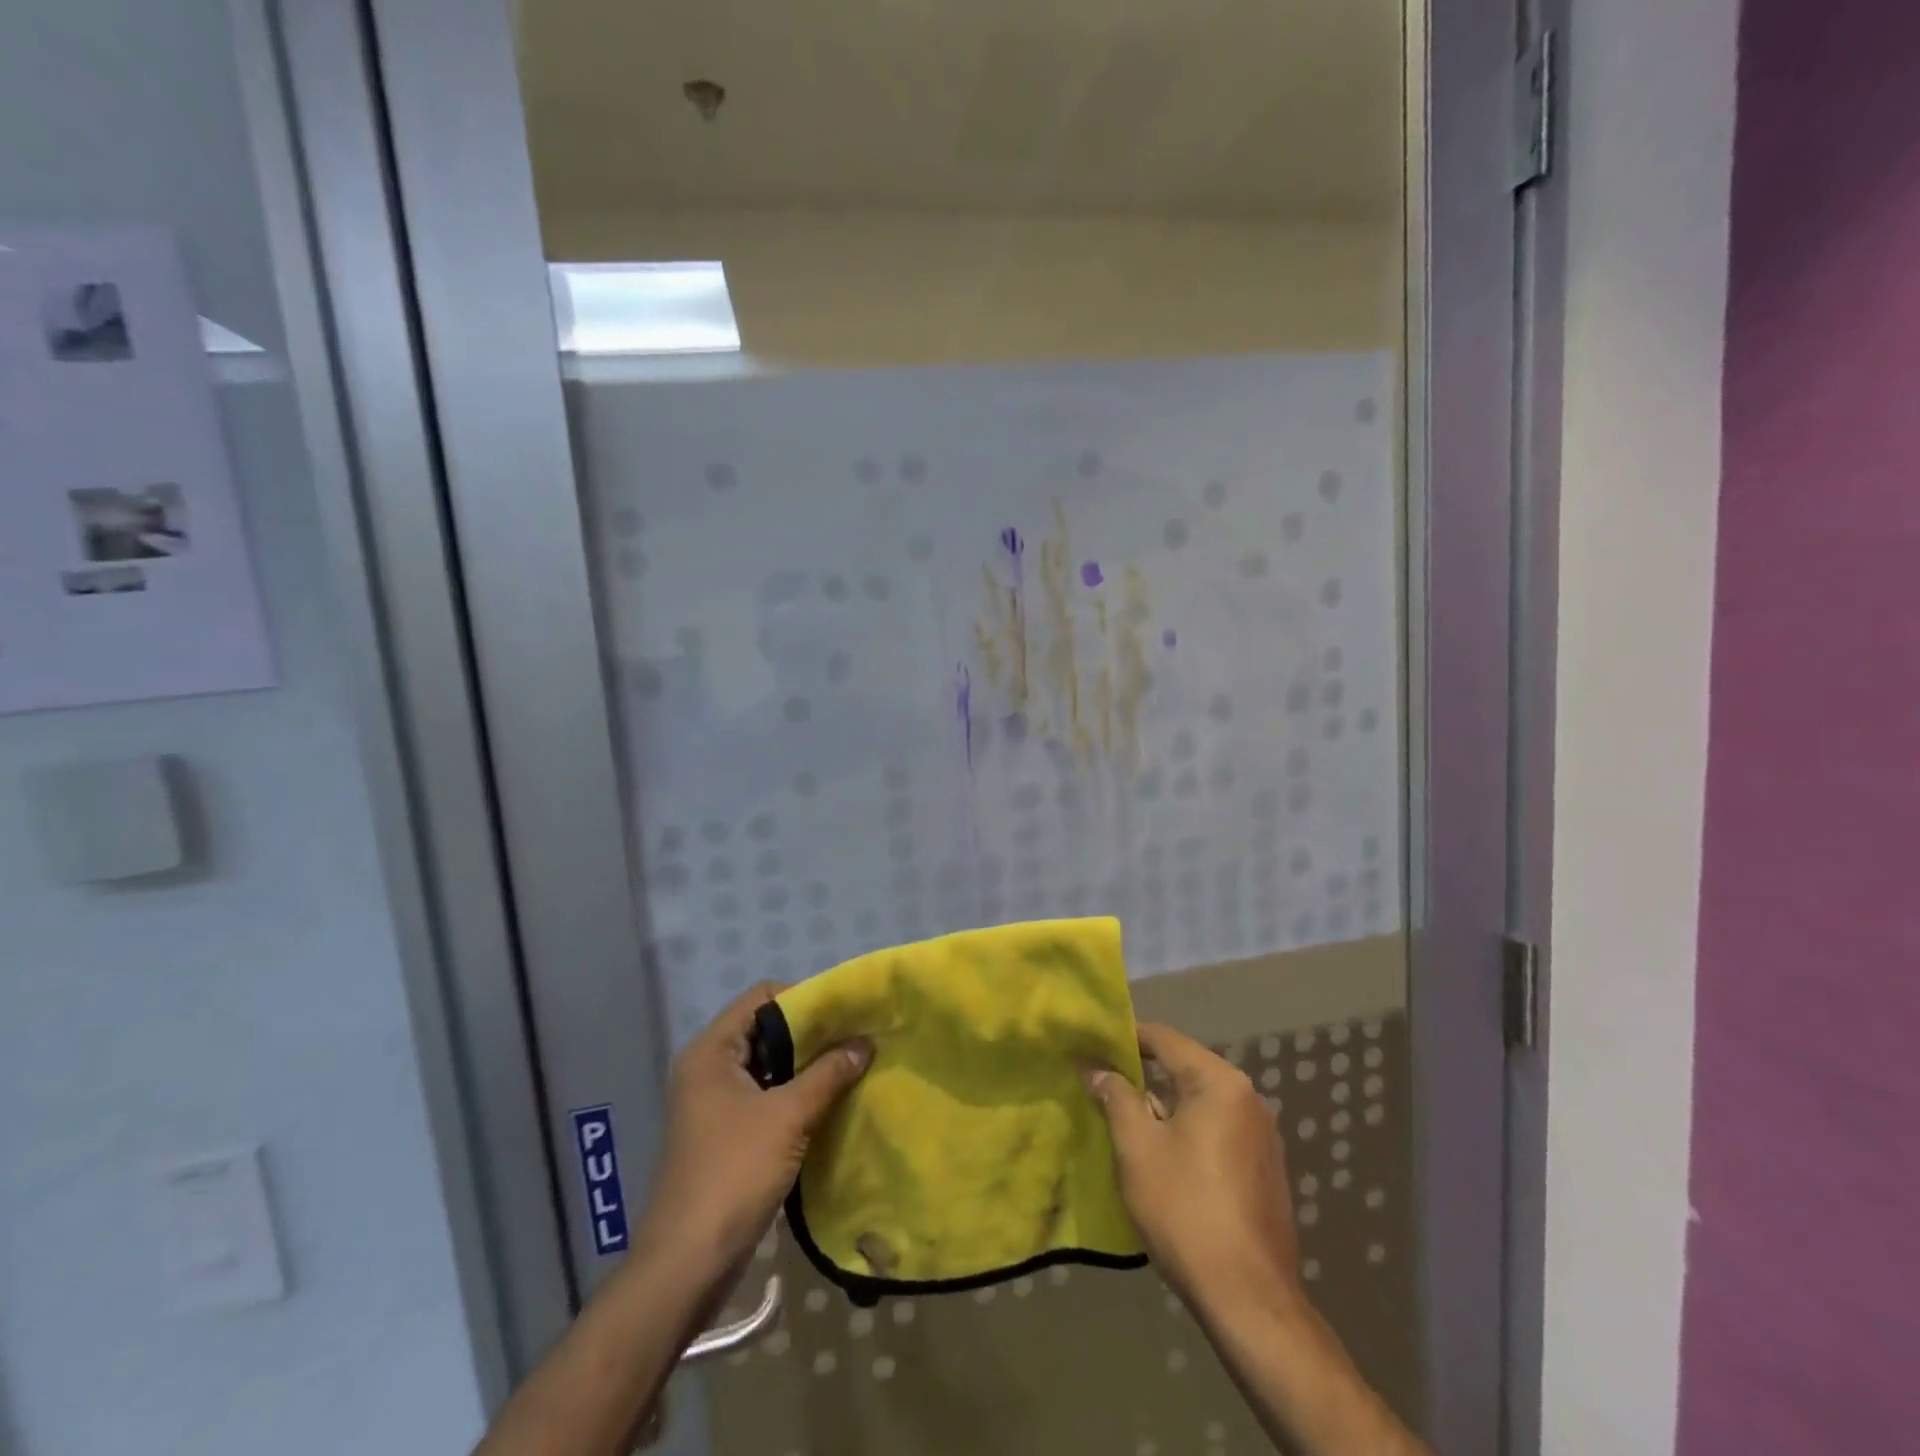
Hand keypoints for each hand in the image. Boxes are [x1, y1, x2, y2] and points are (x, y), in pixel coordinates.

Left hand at [634, 983, 870, 1292]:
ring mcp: (714, 1103)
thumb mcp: (788, 1116)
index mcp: (711, 1051)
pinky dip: (795, 1094)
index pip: (762, 997)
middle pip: (766, 1029)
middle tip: (856, 1037)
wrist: (686, 1265)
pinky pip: (765, 1097)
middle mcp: (708, 1068)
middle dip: (811, 1034)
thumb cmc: (733, 1174)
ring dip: (806, 1067)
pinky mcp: (724, 1134)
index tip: (845, 1012)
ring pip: (768, 1066)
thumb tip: (865, 1041)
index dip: (803, 998)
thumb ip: (828, 1073)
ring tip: (852, 1066)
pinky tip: (830, 1102)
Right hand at [1084, 1022, 1301, 1310]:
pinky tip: (1164, 1157)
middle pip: (1185, 1069)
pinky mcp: (1264, 1169)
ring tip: (1126, 1121)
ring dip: (1165, 1106)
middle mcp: (1249, 1099)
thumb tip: (1097, 1068)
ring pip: (1201, 1102)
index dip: (1126, 1038)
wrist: (1248, 1299)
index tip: (1093, 1045)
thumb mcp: (1137, 1146)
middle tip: (1103, 1084)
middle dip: (1144, 1075)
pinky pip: (1217, 1130)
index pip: (1165, 1040)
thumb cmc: (1185, 1209)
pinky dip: (1188, 1131)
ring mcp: (1262, 1136)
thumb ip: (1116, 1096)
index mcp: (1220, 1083)